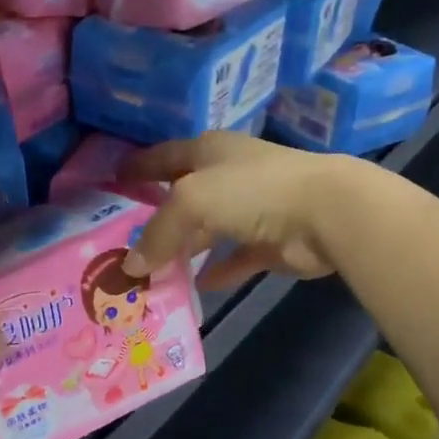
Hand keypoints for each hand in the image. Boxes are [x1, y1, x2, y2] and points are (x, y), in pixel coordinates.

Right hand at [119, 133, 348, 290]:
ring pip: (207, 231)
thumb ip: (158, 233)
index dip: (138, 167)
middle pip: (183, 196)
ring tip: (150, 272)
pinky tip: (193, 287)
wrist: (327, 212)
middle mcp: (228, 176)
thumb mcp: (191, 202)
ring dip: (183, 249)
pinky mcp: (269, 242)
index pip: (163, 156)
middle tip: (123, 241)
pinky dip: (215, 271)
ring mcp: (251, 209)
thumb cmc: (251, 191)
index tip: (111, 182)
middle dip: (156, 217)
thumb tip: (131, 266)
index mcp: (209, 151)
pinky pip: (233, 258)